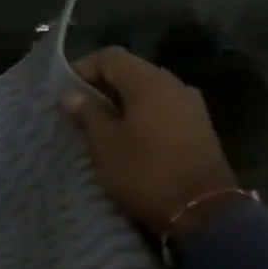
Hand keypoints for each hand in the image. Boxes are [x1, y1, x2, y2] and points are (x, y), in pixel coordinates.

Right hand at [63, 47, 238, 236]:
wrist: (203, 211)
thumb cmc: (145, 172)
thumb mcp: (105, 144)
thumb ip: (88, 113)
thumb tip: (73, 95)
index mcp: (149, 82)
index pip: (110, 57)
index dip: (83, 68)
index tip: (63, 92)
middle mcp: (174, 84)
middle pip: (130, 72)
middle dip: (101, 86)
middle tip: (77, 110)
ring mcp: (191, 106)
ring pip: (147, 92)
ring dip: (121, 103)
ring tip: (99, 126)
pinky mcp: (198, 127)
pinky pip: (162, 109)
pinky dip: (140, 116)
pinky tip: (127, 138)